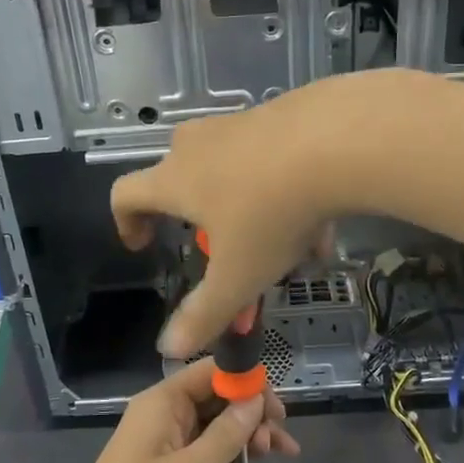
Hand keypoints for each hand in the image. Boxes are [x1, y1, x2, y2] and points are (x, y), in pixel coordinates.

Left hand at [27, 359, 298, 462]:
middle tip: (283, 439)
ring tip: (280, 454)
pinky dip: (231, 453)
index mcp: (161, 402)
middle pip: (216, 397)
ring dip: (247, 434)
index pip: (210, 372)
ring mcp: (165, 443)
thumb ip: (226, 433)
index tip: (278, 407)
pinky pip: (206, 449)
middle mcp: (163, 414)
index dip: (246, 382)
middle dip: (252, 411)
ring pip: (215, 424)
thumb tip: (255, 399)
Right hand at [110, 79, 382, 357]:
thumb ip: (204, 314)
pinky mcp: (280, 114)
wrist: (337, 140)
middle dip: (196, 216)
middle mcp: (199, 145)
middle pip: (179, 177)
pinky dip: (284, 191)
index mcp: (175, 179)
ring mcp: (240, 124)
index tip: (143, 245)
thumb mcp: (238, 275)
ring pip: (233, 170)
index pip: (126, 193)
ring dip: (249, 209)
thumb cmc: (271, 212)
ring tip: (288, 249)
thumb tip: (169, 349)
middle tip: (220, 247)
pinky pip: (271, 159)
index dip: (126, 221)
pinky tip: (321, 223)